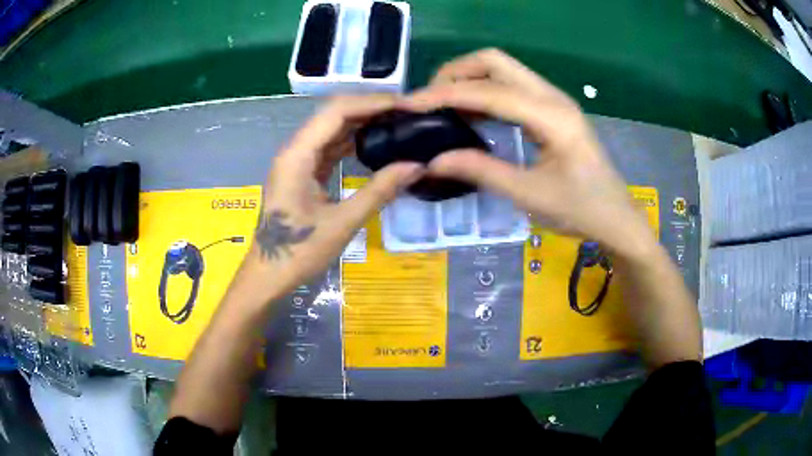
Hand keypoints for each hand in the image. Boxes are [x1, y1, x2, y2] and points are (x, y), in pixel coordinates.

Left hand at [245, 95, 424, 293]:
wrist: (268, 276)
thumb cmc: (299, 253)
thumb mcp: (342, 223)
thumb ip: (379, 191)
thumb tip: (417, 166)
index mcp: (297, 155)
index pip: (336, 112)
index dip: (372, 103)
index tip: (405, 105)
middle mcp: (295, 150)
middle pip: (333, 115)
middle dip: (370, 109)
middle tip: (407, 112)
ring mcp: (297, 161)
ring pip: (332, 129)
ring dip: (362, 123)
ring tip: (397, 122)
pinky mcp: (302, 173)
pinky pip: (329, 148)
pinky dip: (352, 142)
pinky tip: (375, 143)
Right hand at [400, 49, 655, 258]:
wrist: (616, 216)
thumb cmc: (580, 210)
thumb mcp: (529, 195)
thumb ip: (480, 171)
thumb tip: (433, 161)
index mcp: (551, 116)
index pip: (488, 91)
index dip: (444, 95)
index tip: (409, 105)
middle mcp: (552, 96)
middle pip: (494, 61)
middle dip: (455, 74)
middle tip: (429, 102)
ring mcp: (554, 99)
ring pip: (502, 68)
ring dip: (468, 79)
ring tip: (442, 107)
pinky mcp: (552, 108)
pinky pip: (511, 85)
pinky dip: (484, 91)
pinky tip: (470, 113)